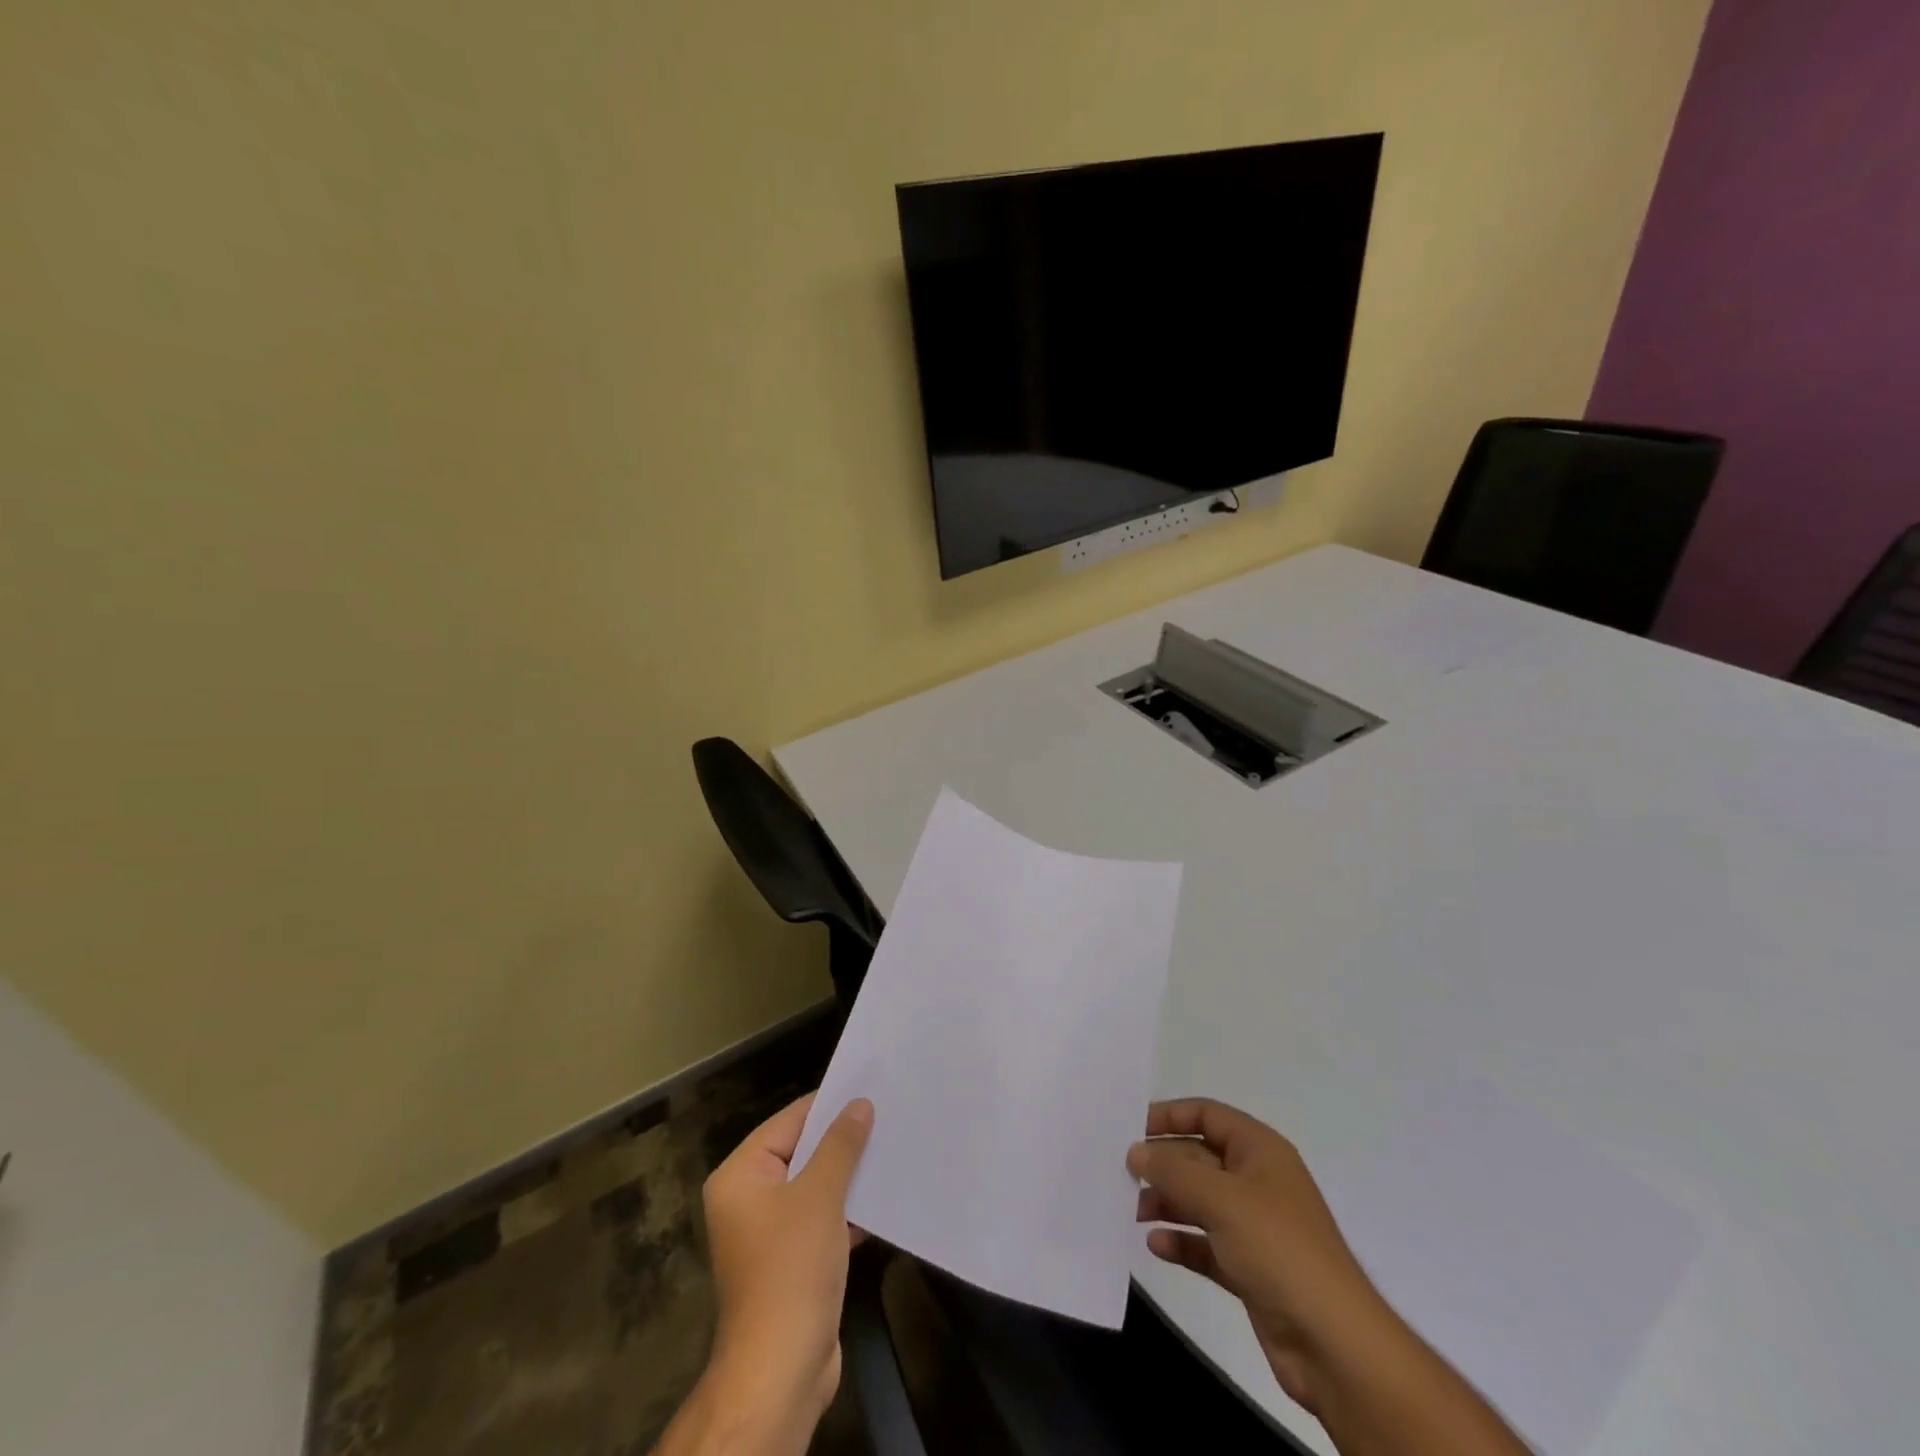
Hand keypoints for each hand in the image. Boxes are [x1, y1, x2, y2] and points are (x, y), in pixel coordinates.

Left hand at [673, 1092, 873, 1454]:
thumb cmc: (792, 1268)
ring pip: (815, 1187)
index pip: (788, 1122)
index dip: (828, 1105)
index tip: (868, 1088)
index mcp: (740, 1176)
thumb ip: (841, 1145)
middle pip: (801, 1152)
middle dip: (842, 1140)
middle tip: (885, 1114)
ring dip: (849, 1175)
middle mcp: (748, 1199)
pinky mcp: (791, 1261)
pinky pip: (821, 1218)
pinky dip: (848, 1209)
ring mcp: (769, 1233)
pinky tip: (884, 1197)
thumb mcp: (820, 1195)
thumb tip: (860, 1104)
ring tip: (891, 1147)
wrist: (781, 1370)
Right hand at [1129, 1098, 1387, 1413]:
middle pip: (1200, 1157)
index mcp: (1260, 1151)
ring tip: (1133, 1211)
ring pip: (1200, 1201)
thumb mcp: (1221, 1198)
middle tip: (1122, 1174)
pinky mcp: (1250, 1269)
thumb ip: (1173, 1169)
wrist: (1335, 1346)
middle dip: (1163, 1164)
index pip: (1208, 1115)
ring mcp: (1255, 1227)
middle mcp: (1257, 1181)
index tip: (1131, 1129)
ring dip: (1167, 1203)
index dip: (1170, 1116)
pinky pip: (1206, 1244)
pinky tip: (1156, 1246)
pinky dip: (1181, 1241)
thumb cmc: (1279, 1250)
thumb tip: (1136, 1151)